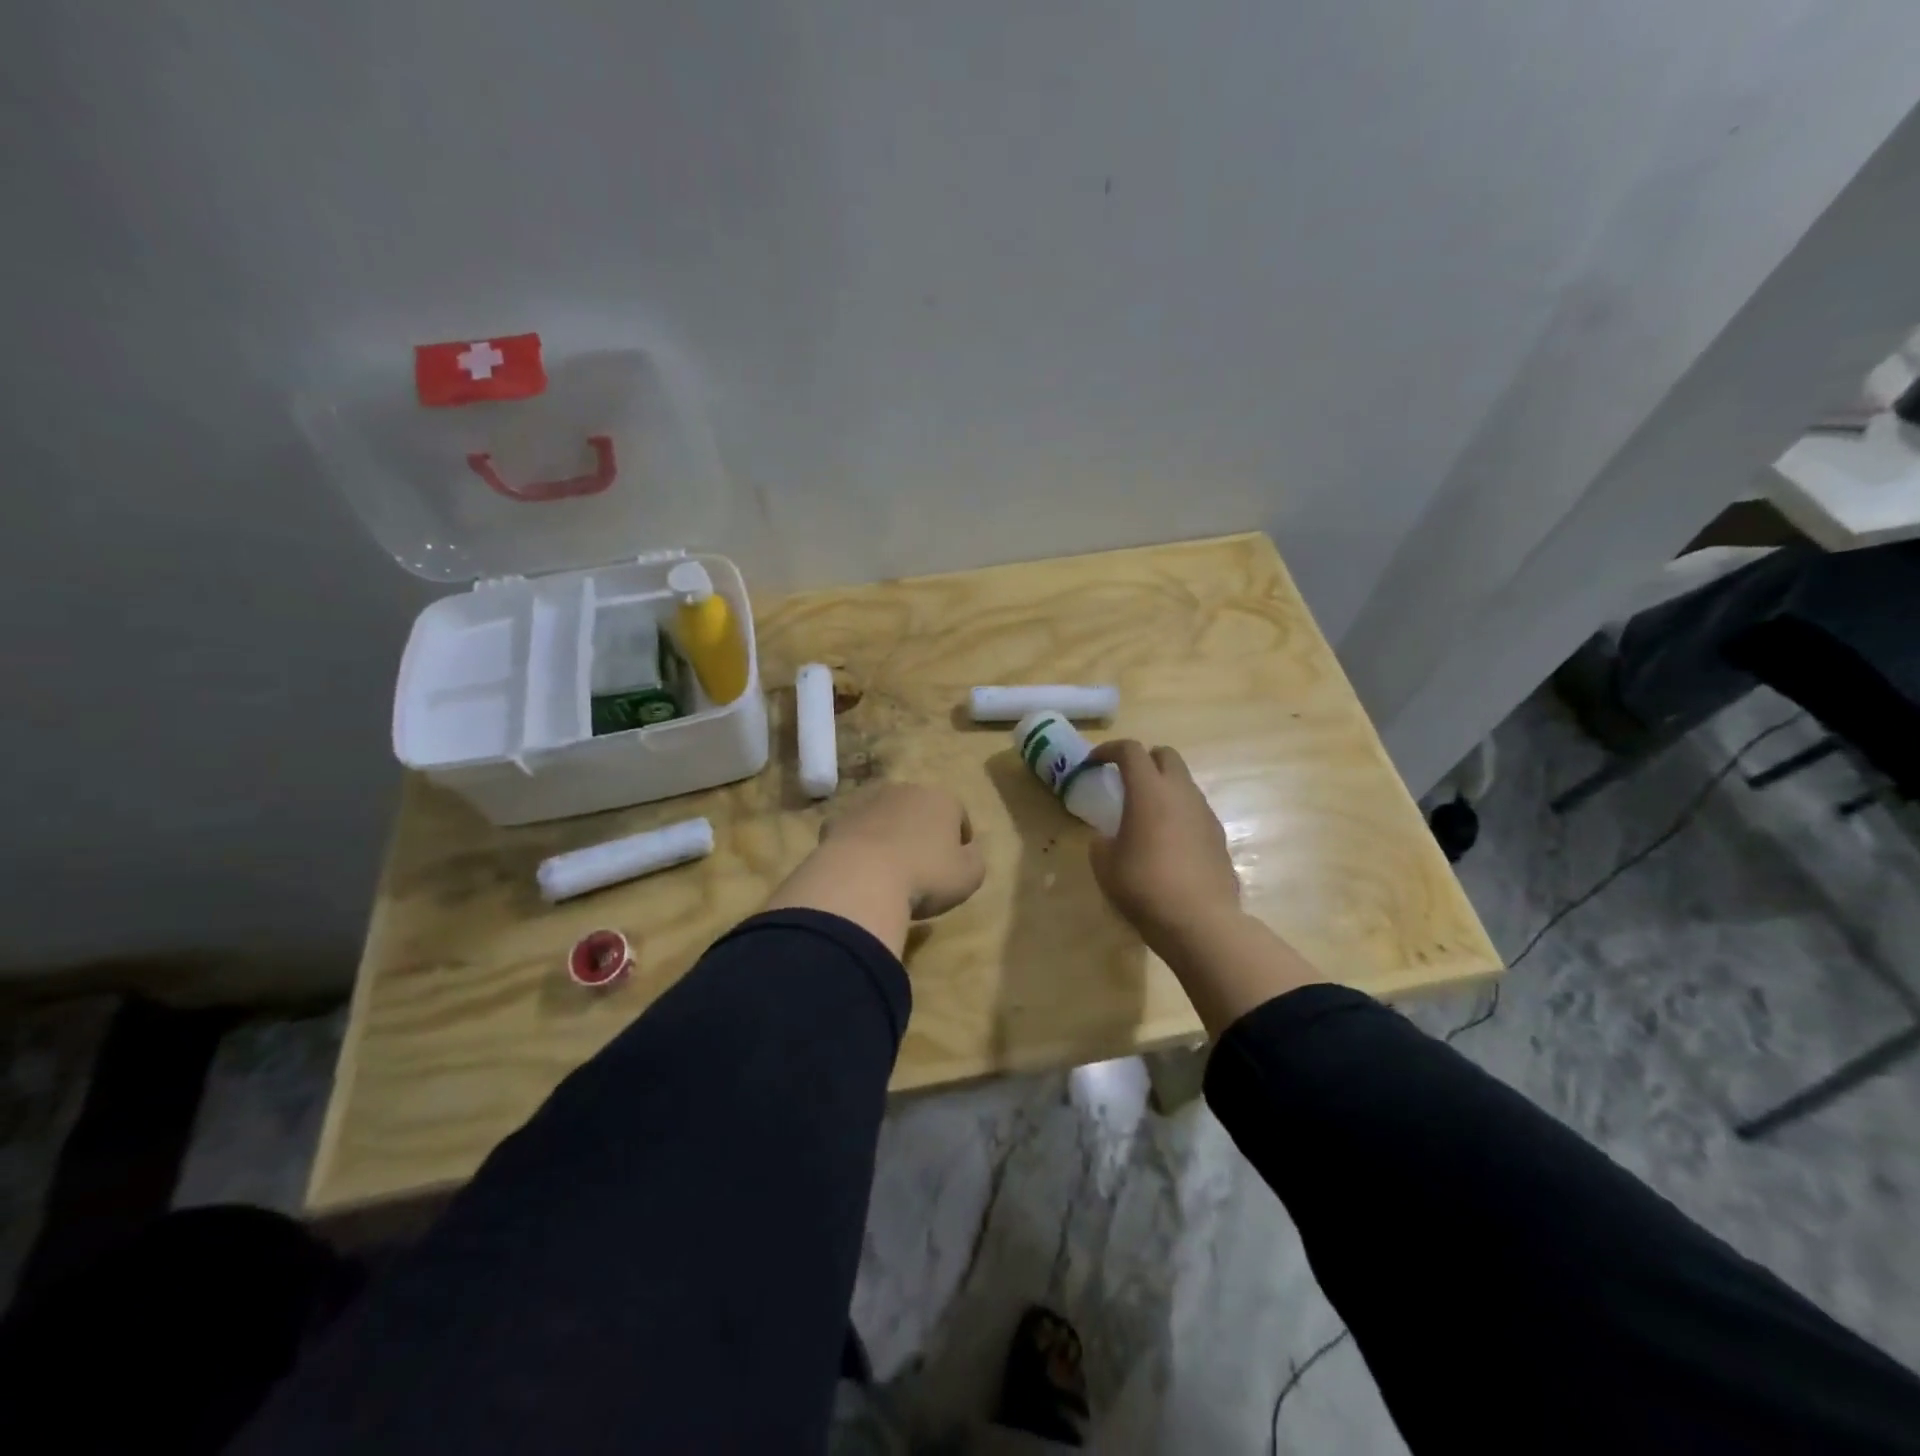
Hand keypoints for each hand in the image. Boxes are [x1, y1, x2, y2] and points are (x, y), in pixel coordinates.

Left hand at [817, 782, 985, 918]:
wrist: (861, 878)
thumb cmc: (926, 876)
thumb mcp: (969, 876)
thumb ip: (975, 859)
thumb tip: (969, 851)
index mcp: (941, 799)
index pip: (958, 814)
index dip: (960, 838)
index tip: (957, 862)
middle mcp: (904, 791)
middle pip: (919, 810)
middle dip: (922, 831)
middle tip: (923, 865)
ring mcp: (866, 802)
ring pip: (885, 817)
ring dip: (889, 835)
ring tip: (889, 869)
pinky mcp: (837, 820)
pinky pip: (855, 833)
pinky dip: (858, 846)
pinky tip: (860, 871)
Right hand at [1087, 741, 1240, 955]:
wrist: (1200, 922)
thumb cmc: (1144, 887)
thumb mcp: (1105, 865)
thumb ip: (1101, 841)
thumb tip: (1106, 838)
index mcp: (1149, 791)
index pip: (1130, 750)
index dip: (1108, 750)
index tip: (1094, 763)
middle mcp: (1181, 792)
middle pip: (1166, 755)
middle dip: (1144, 760)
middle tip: (1126, 782)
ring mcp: (1204, 812)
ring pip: (1184, 782)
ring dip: (1164, 787)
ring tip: (1146, 815)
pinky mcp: (1219, 835)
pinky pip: (1195, 810)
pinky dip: (1179, 812)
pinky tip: (1168, 842)